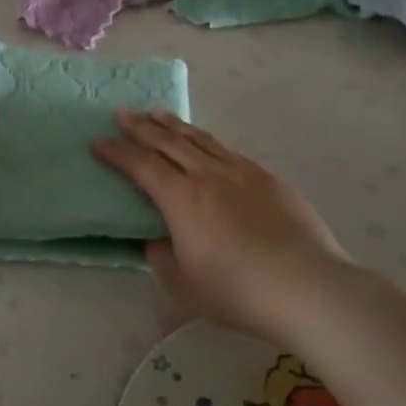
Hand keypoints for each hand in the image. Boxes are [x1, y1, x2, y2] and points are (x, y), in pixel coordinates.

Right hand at [92, 110, 348, 342]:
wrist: (307, 287)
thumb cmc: (237, 292)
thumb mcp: (183, 286)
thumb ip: (162, 259)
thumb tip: (157, 240)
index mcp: (181, 199)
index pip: (140, 165)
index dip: (117, 152)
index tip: (98, 141)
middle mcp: (208, 175)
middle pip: (168, 142)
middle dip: (140, 127)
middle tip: (122, 113)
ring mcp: (242, 173)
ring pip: (200, 140)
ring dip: (175, 125)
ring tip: (158, 113)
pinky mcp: (269, 179)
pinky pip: (228, 151)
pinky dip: (208, 142)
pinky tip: (207, 144)